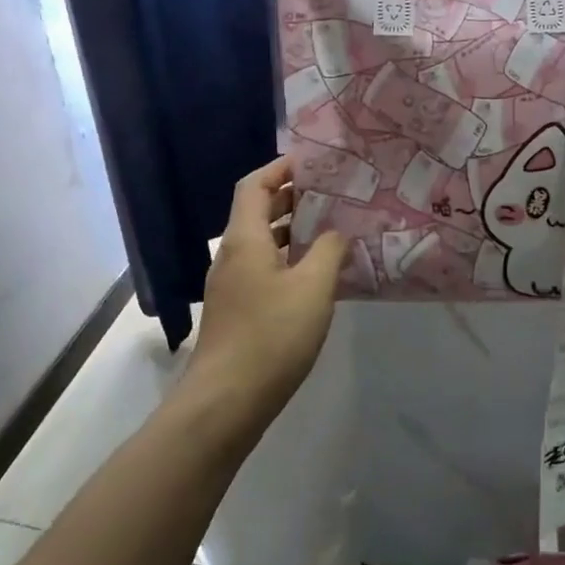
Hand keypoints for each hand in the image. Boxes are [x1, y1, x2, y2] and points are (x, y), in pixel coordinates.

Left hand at [189, 157, 346, 424]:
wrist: (227, 400)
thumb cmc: (271, 335)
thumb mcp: (313, 288)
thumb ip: (329, 251)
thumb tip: (337, 233)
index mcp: (244, 239)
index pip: (254, 185)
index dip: (280, 168)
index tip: (314, 163)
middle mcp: (232, 255)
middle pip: (256, 211)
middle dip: (292, 198)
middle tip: (333, 194)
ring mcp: (232, 285)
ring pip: (262, 243)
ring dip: (293, 231)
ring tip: (333, 229)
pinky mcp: (237, 310)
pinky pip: (264, 269)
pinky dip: (289, 260)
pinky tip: (317, 275)